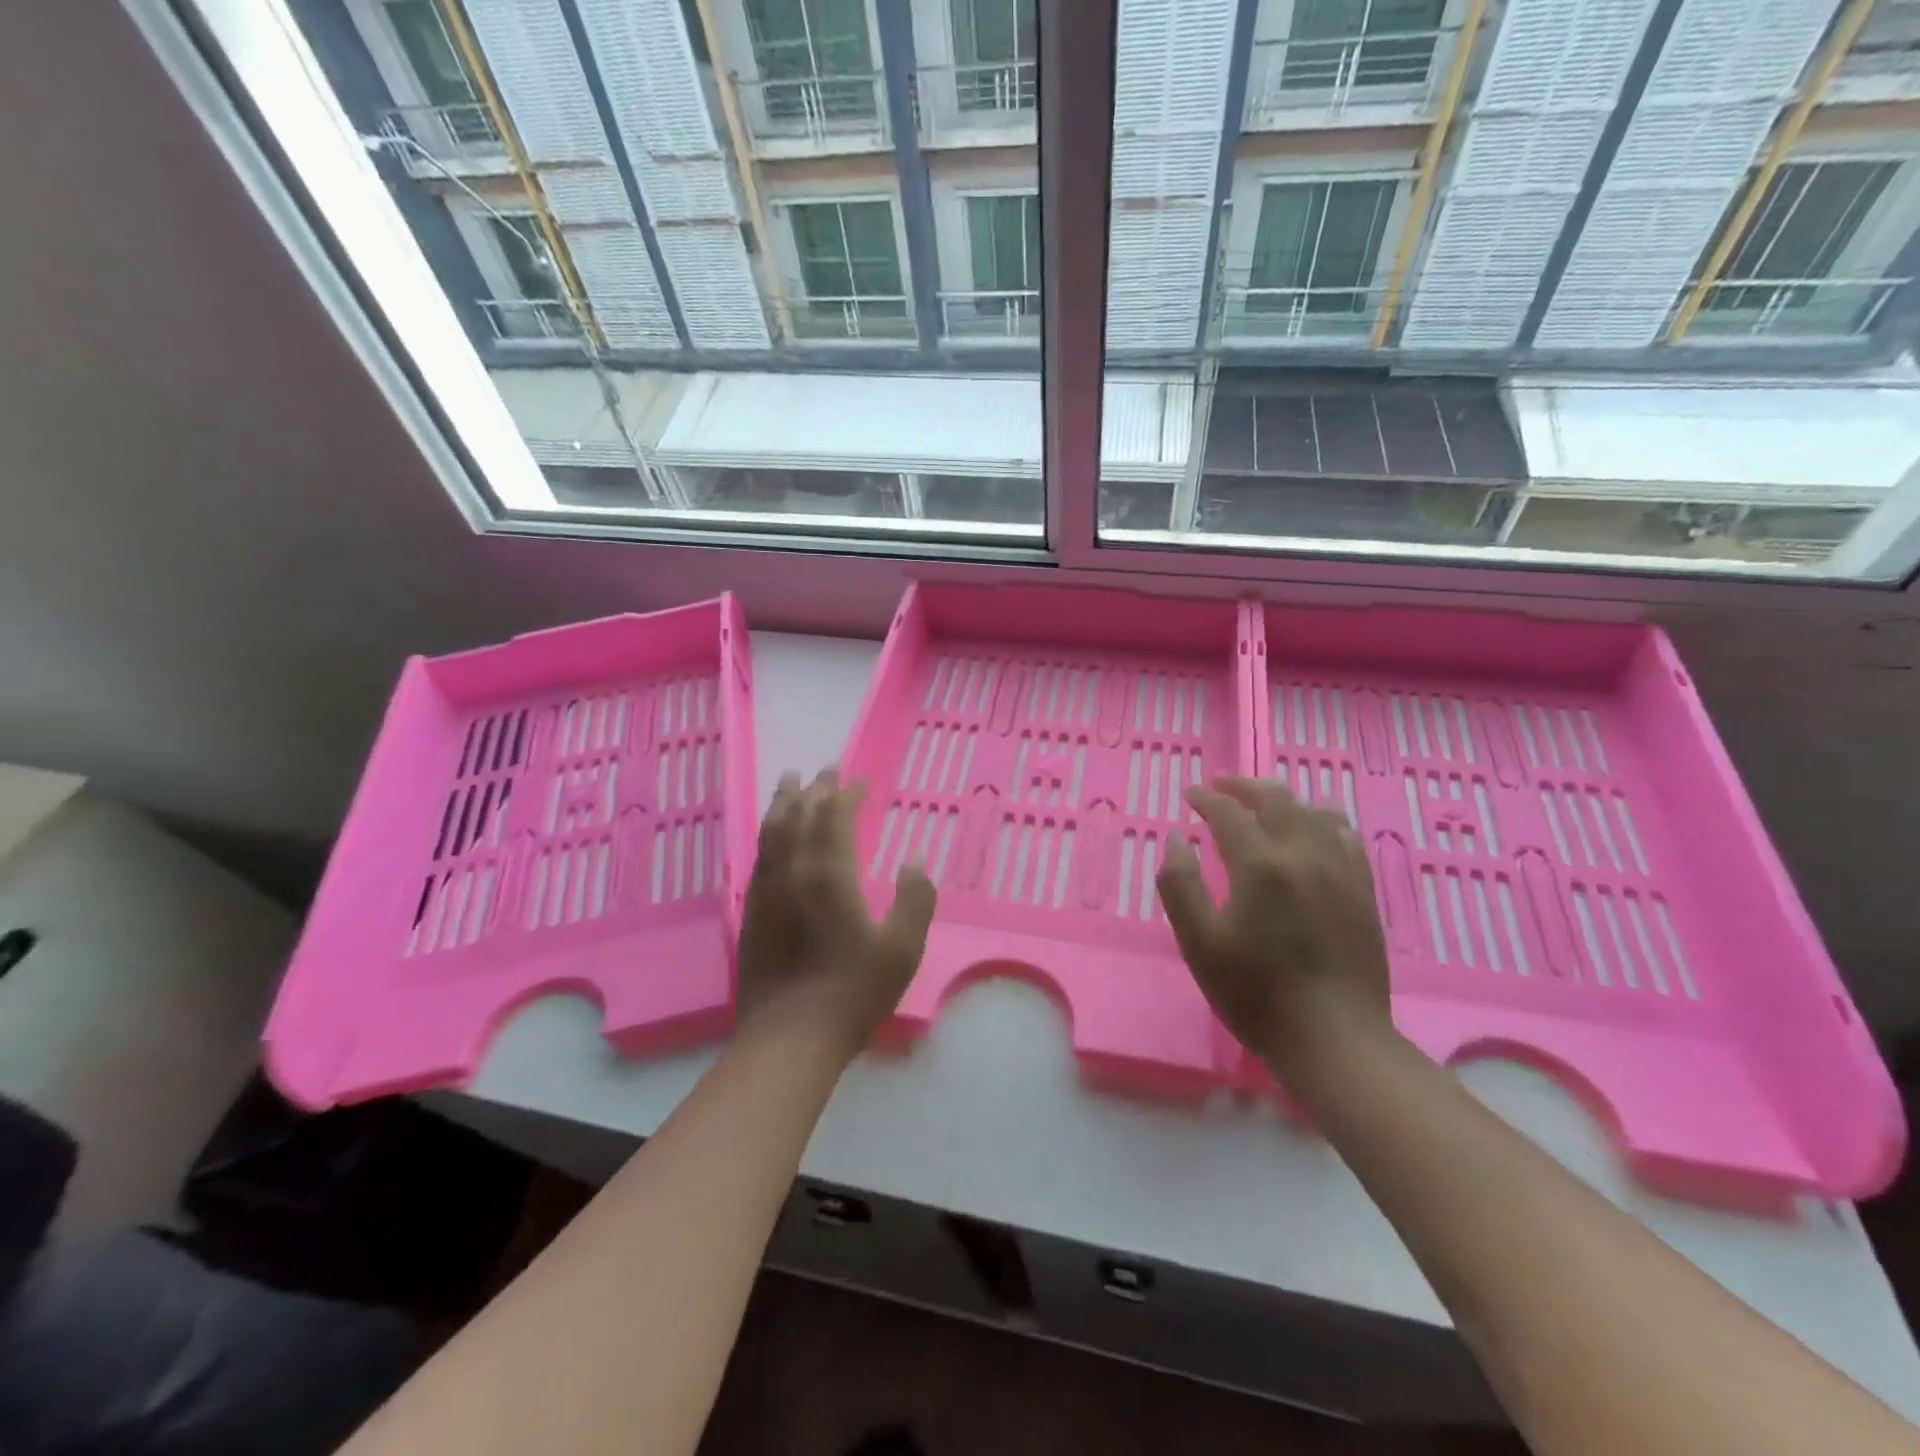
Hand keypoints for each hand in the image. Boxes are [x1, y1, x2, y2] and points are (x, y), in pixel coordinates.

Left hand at [735, 769, 936, 1057]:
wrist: (789, 1038)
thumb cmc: (853, 993)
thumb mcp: (902, 949)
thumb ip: (915, 899)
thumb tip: (913, 860)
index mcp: (830, 874)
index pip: (835, 817)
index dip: (847, 794)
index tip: (860, 783)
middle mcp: (794, 872)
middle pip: (800, 815)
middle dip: (814, 789)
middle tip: (825, 770)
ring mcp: (767, 890)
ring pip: (772, 831)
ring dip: (783, 802)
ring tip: (789, 782)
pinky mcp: (751, 911)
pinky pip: (759, 856)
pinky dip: (768, 833)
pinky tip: (773, 836)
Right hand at [1156, 776, 1392, 1075]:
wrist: (1333, 1038)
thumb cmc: (1255, 993)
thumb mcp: (1199, 943)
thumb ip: (1180, 885)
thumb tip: (1178, 839)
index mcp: (1260, 865)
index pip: (1229, 813)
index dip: (1206, 798)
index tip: (1190, 794)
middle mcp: (1304, 855)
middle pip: (1277, 799)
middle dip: (1245, 786)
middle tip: (1222, 786)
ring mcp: (1340, 871)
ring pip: (1315, 811)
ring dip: (1284, 799)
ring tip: (1264, 804)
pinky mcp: (1363, 891)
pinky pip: (1346, 837)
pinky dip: (1323, 821)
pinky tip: (1314, 830)